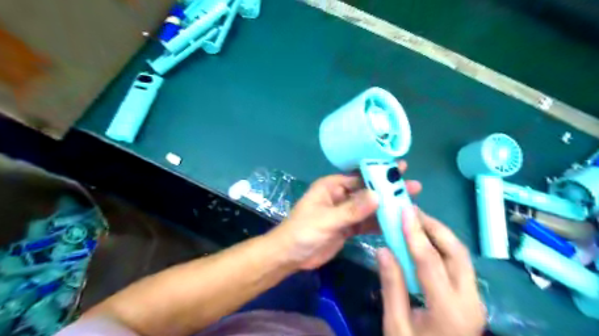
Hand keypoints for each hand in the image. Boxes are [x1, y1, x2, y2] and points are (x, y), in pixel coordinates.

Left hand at [270, 161, 420, 269]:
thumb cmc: (303, 231)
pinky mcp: (348, 227)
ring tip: (411, 205)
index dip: (379, 172)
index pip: (359, 176)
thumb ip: (352, 209)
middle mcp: (340, 196)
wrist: (290, 256)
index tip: (401, 168)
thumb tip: (378, 195)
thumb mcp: (326, 219)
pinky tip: (396, 223)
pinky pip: (366, 222)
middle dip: (388, 189)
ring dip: (387, 207)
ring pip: (369, 207)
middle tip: (413, 186)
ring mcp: (345, 212)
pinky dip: (379, 223)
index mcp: (332, 186)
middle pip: (368, 191)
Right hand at [378, 207, 485, 335]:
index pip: (430, 262)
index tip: (404, 211)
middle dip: (434, 227)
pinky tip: (425, 241)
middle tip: (411, 212)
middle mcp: (470, 301)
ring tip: (416, 221)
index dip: (415, 233)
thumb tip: (383, 249)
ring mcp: (475, 299)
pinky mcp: (472, 298)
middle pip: (456, 253)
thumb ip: (391, 286)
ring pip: (461, 256)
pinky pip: (458, 264)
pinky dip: (441, 247)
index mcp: (449, 311)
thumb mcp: (396, 325)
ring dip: (439, 234)